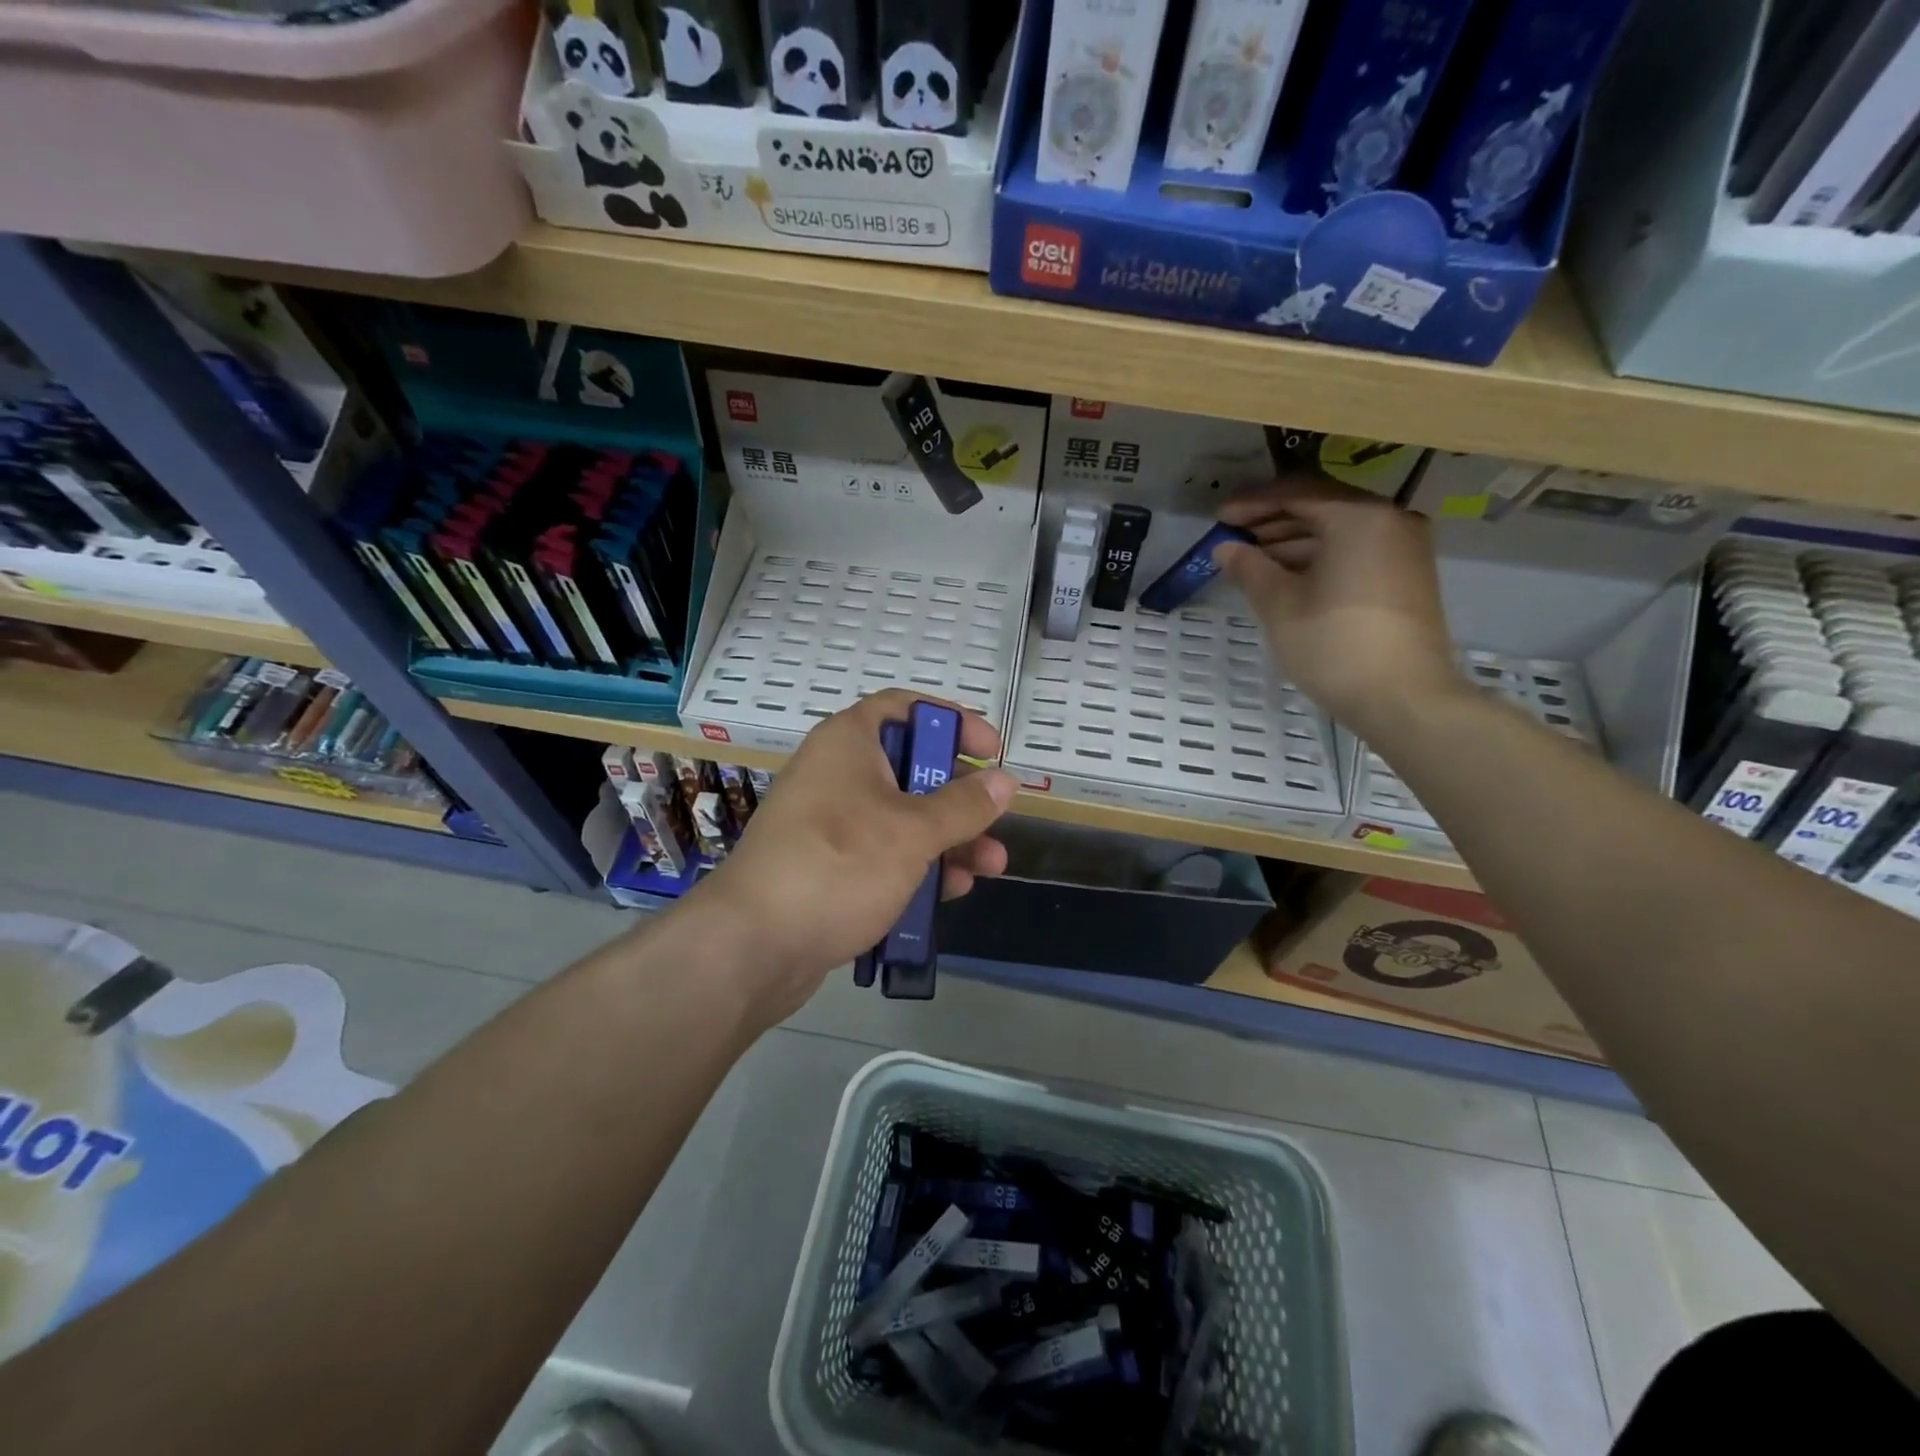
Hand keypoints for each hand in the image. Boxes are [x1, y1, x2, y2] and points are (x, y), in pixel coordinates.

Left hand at [693, 690, 1015, 1021]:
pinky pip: (882, 854)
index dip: (952, 721)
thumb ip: (964, 805)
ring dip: (948, 839)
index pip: (905, 708)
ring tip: (990, 867)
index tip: (990, 750)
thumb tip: (1004, 780)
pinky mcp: (827, 867)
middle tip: (994, 817)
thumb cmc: (839, 865)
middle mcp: (837, 774)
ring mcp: (829, 824)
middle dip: (959, 796)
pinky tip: (951, 892)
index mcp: (849, 742)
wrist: (753, 944)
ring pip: (901, 818)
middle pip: (910, 768)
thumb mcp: (913, 832)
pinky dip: (917, 866)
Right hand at [1214, 474, 1459, 732]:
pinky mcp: (1407, 575)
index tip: (1219, 518)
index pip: (1297, 493)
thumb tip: (1226, 548)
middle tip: (1232, 538)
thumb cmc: (1335, 645)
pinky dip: (1319, 557)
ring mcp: (1404, 547)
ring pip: (1338, 530)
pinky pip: (1356, 550)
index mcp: (1359, 516)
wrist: (1404, 698)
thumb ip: (1250, 569)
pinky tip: (1287, 577)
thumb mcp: (1280, 606)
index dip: (1252, 503)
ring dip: (1293, 541)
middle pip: (1321, 507)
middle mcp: (1389, 520)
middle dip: (1272, 521)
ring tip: (1252, 562)